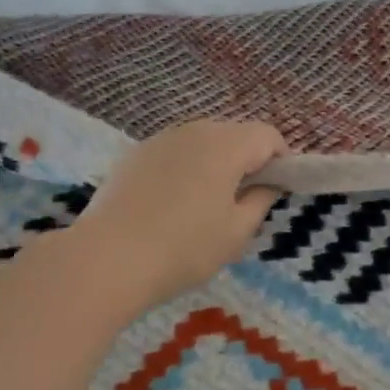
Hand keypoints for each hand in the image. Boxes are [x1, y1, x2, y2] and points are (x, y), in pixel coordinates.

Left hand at [68, 119, 286, 316]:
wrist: (107, 259)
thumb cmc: (184, 248)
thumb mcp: (237, 232)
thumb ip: (260, 200)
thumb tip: (268, 184)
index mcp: (226, 145)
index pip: (268, 136)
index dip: (281, 160)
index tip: (276, 191)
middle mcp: (194, 130)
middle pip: (235, 134)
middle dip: (247, 160)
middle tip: (243, 201)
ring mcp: (160, 139)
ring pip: (202, 142)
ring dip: (214, 163)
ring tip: (205, 205)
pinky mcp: (134, 155)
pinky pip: (174, 153)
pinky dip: (184, 169)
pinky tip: (171, 205)